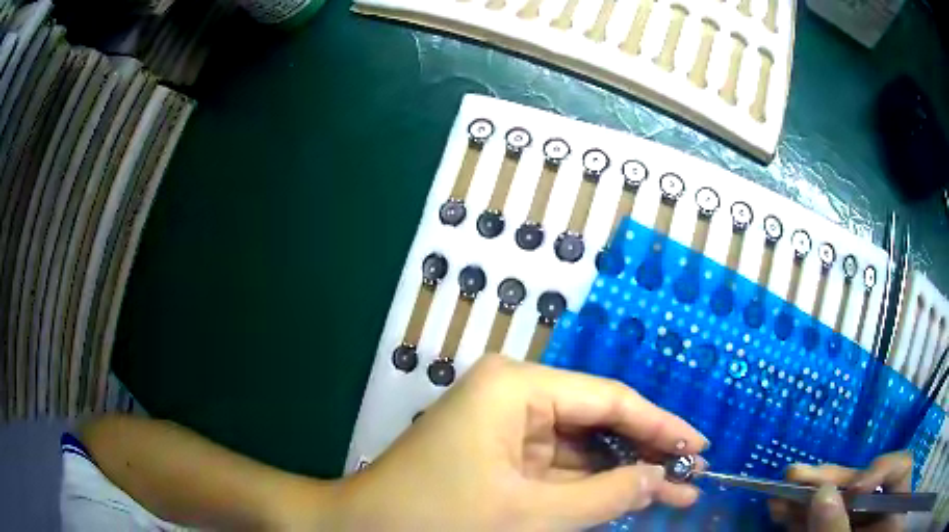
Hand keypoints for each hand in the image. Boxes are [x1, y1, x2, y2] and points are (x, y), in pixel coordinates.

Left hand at [335, 354, 708, 531]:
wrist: (363, 527)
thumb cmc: (437, 519)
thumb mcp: (529, 514)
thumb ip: (604, 497)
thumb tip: (661, 479)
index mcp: (516, 387)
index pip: (609, 400)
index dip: (660, 424)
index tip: (699, 446)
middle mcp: (514, 394)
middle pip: (598, 421)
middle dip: (644, 451)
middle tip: (690, 473)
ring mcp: (506, 425)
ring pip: (581, 448)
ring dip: (622, 473)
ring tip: (672, 490)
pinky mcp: (501, 453)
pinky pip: (558, 467)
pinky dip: (591, 485)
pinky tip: (627, 496)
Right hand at [767, 452, 912, 531]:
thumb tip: (822, 492)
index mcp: (894, 507)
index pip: (900, 471)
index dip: (884, 468)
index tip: (855, 487)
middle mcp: (878, 514)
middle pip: (865, 487)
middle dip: (834, 481)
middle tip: (799, 477)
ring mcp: (857, 527)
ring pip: (839, 505)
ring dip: (812, 496)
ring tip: (784, 489)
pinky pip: (823, 522)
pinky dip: (804, 517)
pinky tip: (783, 509)